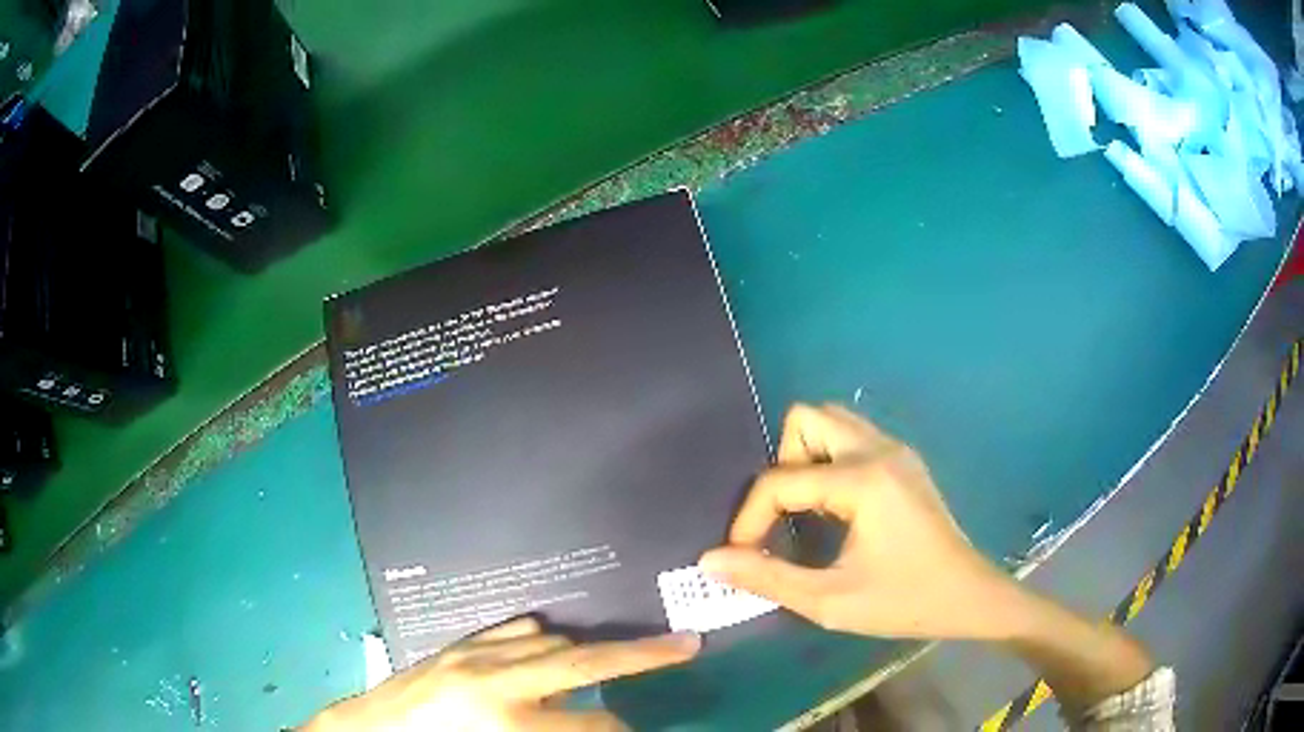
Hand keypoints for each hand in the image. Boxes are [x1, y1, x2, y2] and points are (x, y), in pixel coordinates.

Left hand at [304, 618, 699, 730]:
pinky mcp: (459, 645)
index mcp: (506, 723)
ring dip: (587, 651)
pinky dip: (543, 638)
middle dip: (642, 655)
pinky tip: (549, 648)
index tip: (644, 729)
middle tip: (685, 643)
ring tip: (618, 657)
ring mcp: (475, 655)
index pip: (594, 728)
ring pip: (551, 641)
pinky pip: (515, 630)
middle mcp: (496, 681)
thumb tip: (599, 726)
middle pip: (584, 663)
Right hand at [700, 403, 1023, 640]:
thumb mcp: (830, 600)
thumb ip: (767, 578)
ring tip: (806, 511)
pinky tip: (835, 509)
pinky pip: (852, 437)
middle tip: (783, 516)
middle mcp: (879, 449)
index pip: (782, 479)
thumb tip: (710, 561)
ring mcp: (896, 450)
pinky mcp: (904, 460)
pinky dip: (828, 461)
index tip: (739, 554)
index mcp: (863, 480)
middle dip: (782, 464)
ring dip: (805, 457)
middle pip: (806, 418)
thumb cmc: (904, 601)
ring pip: (831, 421)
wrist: (969, 596)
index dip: (748, 517)